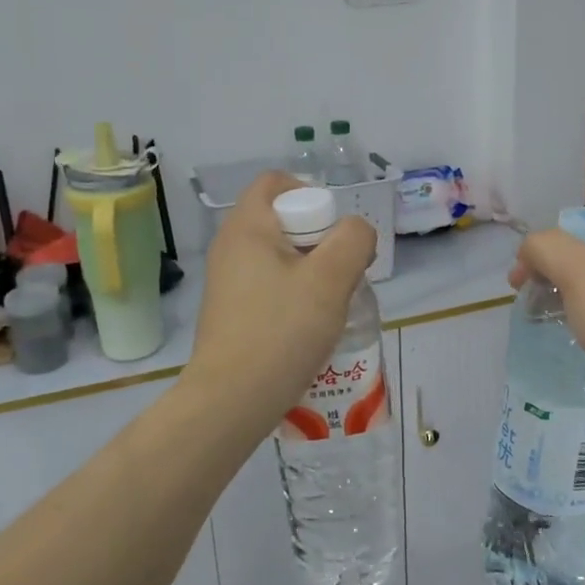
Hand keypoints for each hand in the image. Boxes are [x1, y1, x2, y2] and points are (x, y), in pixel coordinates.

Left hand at [186, 172, 376, 435]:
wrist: (231, 401)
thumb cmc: (281, 331)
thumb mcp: (330, 279)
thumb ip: (353, 240)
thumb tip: (355, 232)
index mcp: (247, 227)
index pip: (276, 183)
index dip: (313, 195)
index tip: (336, 233)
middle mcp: (231, 247)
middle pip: (284, 220)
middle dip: (321, 240)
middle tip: (343, 273)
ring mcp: (228, 281)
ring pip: (281, 257)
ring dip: (313, 272)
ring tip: (333, 304)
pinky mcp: (232, 311)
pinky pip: (271, 286)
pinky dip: (295, 295)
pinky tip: (312, 327)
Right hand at [512, 213, 584, 441]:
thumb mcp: (578, 270)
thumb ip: (545, 247)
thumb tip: (529, 252)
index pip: (583, 223)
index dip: (547, 245)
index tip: (522, 277)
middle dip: (553, 271)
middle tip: (527, 298)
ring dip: (566, 296)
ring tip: (542, 317)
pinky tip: (571, 336)